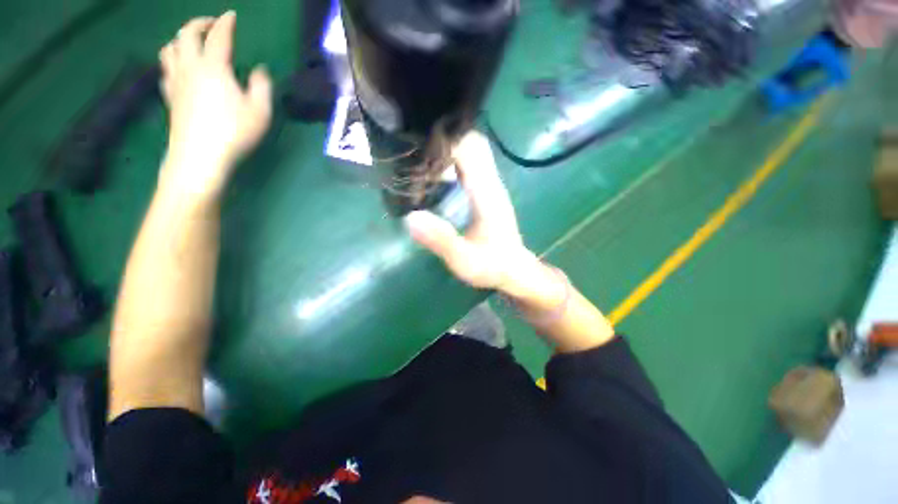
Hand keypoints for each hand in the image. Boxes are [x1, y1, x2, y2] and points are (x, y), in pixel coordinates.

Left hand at [158, 12, 272, 201]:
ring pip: (170, 47)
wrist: (200, 156)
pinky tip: (181, 68)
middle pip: (187, 33)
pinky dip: (174, 60)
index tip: (231, 15)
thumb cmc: (234, 133)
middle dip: (199, 23)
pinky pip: (166, 68)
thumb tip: (259, 70)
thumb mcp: (260, 111)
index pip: (219, 36)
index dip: (226, 22)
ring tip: (193, 42)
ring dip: (181, 39)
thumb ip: (261, 86)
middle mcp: (190, 66)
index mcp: (214, 67)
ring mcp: (176, 81)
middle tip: (211, 24)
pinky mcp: (169, 96)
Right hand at [405, 133, 555, 300]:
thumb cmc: (492, 266)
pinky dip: (453, 164)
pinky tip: (435, 175)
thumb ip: (441, 240)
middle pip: (471, 144)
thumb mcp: (464, 259)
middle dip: (445, 140)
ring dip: (448, 151)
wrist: (514, 271)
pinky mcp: (486, 194)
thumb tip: (410, 218)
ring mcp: (490, 187)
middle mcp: (490, 183)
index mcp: (486, 192)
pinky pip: (470, 168)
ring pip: (472, 153)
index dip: (445, 139)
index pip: (470, 148)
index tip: (418, 143)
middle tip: (415, 150)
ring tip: (420, 159)